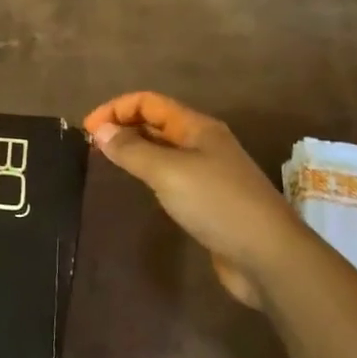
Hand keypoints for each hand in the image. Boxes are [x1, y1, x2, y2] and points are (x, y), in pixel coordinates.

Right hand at [82, 92, 299, 306]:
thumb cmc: (217, 204)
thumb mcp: (168, 172)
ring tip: (108, 162)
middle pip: (157, 122)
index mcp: (198, 127)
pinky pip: (171, 175)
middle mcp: (204, 143)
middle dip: (124, 126)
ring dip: (135, 149)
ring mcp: (209, 172)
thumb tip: (100, 131)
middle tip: (92, 145)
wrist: (268, 256)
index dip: (116, 109)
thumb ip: (132, 150)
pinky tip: (138, 187)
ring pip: (163, 149)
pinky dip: (149, 173)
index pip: (149, 102)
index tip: (87, 130)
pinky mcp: (209, 200)